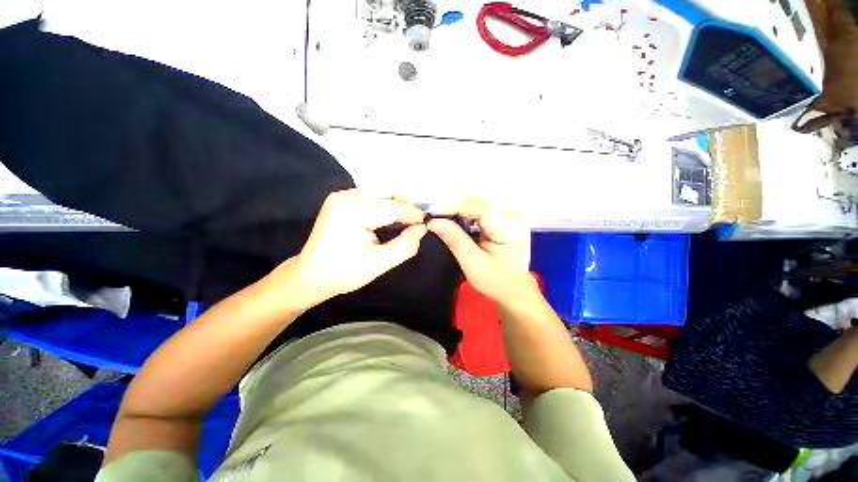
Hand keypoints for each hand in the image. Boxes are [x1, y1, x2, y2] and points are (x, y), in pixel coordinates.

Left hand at [277, 190, 426, 306]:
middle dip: (405, 206)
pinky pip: (371, 196)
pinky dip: (383, 205)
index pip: (393, 206)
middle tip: (414, 223)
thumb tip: (422, 229)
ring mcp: (342, 195)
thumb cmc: (344, 272)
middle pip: (387, 192)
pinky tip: (387, 219)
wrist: (310, 275)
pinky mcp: (341, 199)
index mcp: (354, 211)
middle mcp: (347, 196)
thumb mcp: (379, 263)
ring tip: (403, 222)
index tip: (426, 223)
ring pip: (380, 192)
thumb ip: (405, 245)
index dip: (413, 214)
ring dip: (395, 205)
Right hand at [427, 198, 533, 303]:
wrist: (515, 289)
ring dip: (458, 210)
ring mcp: (509, 216)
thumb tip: (435, 222)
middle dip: (454, 207)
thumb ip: (455, 240)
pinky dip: (466, 214)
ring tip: (442, 219)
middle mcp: (512, 217)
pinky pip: (481, 210)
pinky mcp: (504, 219)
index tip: (432, 212)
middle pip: (477, 203)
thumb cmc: (496, 281)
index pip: (478, 208)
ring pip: (478, 204)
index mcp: (509, 228)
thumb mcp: (474, 263)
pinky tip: (455, 222)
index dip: (453, 207)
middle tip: (434, 217)